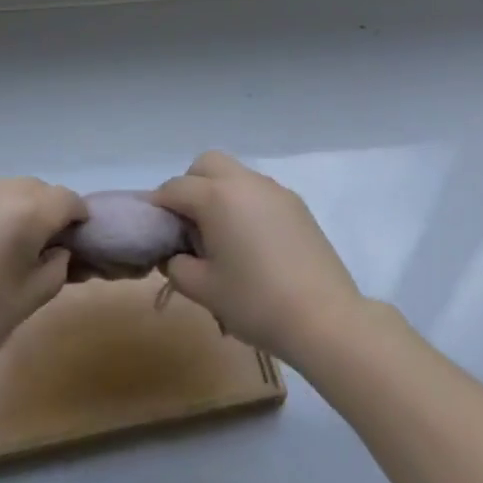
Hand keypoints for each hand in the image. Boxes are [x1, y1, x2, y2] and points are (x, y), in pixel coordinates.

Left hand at [0, 178, 86, 375]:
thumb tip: (58, 250)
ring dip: (16, 207)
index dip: (77, 217)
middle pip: (36, 188)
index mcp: (28, 211)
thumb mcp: (32, 299)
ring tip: (7, 243)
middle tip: (43, 244)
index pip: (67, 199)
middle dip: (47, 209)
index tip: (76, 240)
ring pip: (5, 188)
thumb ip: (57, 266)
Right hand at [153, 152, 362, 368]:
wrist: (325, 318)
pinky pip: (259, 191)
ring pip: (235, 174)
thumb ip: (178, 267)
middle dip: (190, 185)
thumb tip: (176, 255)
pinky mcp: (297, 204)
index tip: (157, 231)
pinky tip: (253, 243)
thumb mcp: (204, 290)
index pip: (174, 188)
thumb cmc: (255, 302)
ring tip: (222, 236)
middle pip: (206, 164)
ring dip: (220, 192)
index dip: (159, 207)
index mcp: (216, 196)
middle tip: (189, 225)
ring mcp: (274, 190)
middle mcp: (244, 182)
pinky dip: (246, 204)